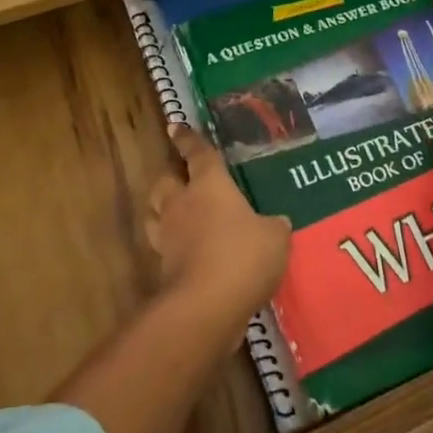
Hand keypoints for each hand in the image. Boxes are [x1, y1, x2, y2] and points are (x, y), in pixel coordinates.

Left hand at [149, 125, 291, 333]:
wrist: (206, 307)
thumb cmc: (243, 256)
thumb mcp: (274, 237)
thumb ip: (273, 226)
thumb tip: (275, 222)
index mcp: (209, 185)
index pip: (197, 154)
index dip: (187, 139)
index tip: (174, 126)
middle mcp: (183, 205)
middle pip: (164, 182)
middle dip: (171, 178)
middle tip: (183, 181)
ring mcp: (169, 238)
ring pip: (156, 214)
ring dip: (165, 212)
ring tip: (182, 216)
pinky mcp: (165, 269)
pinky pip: (166, 249)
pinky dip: (175, 248)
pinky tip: (193, 255)